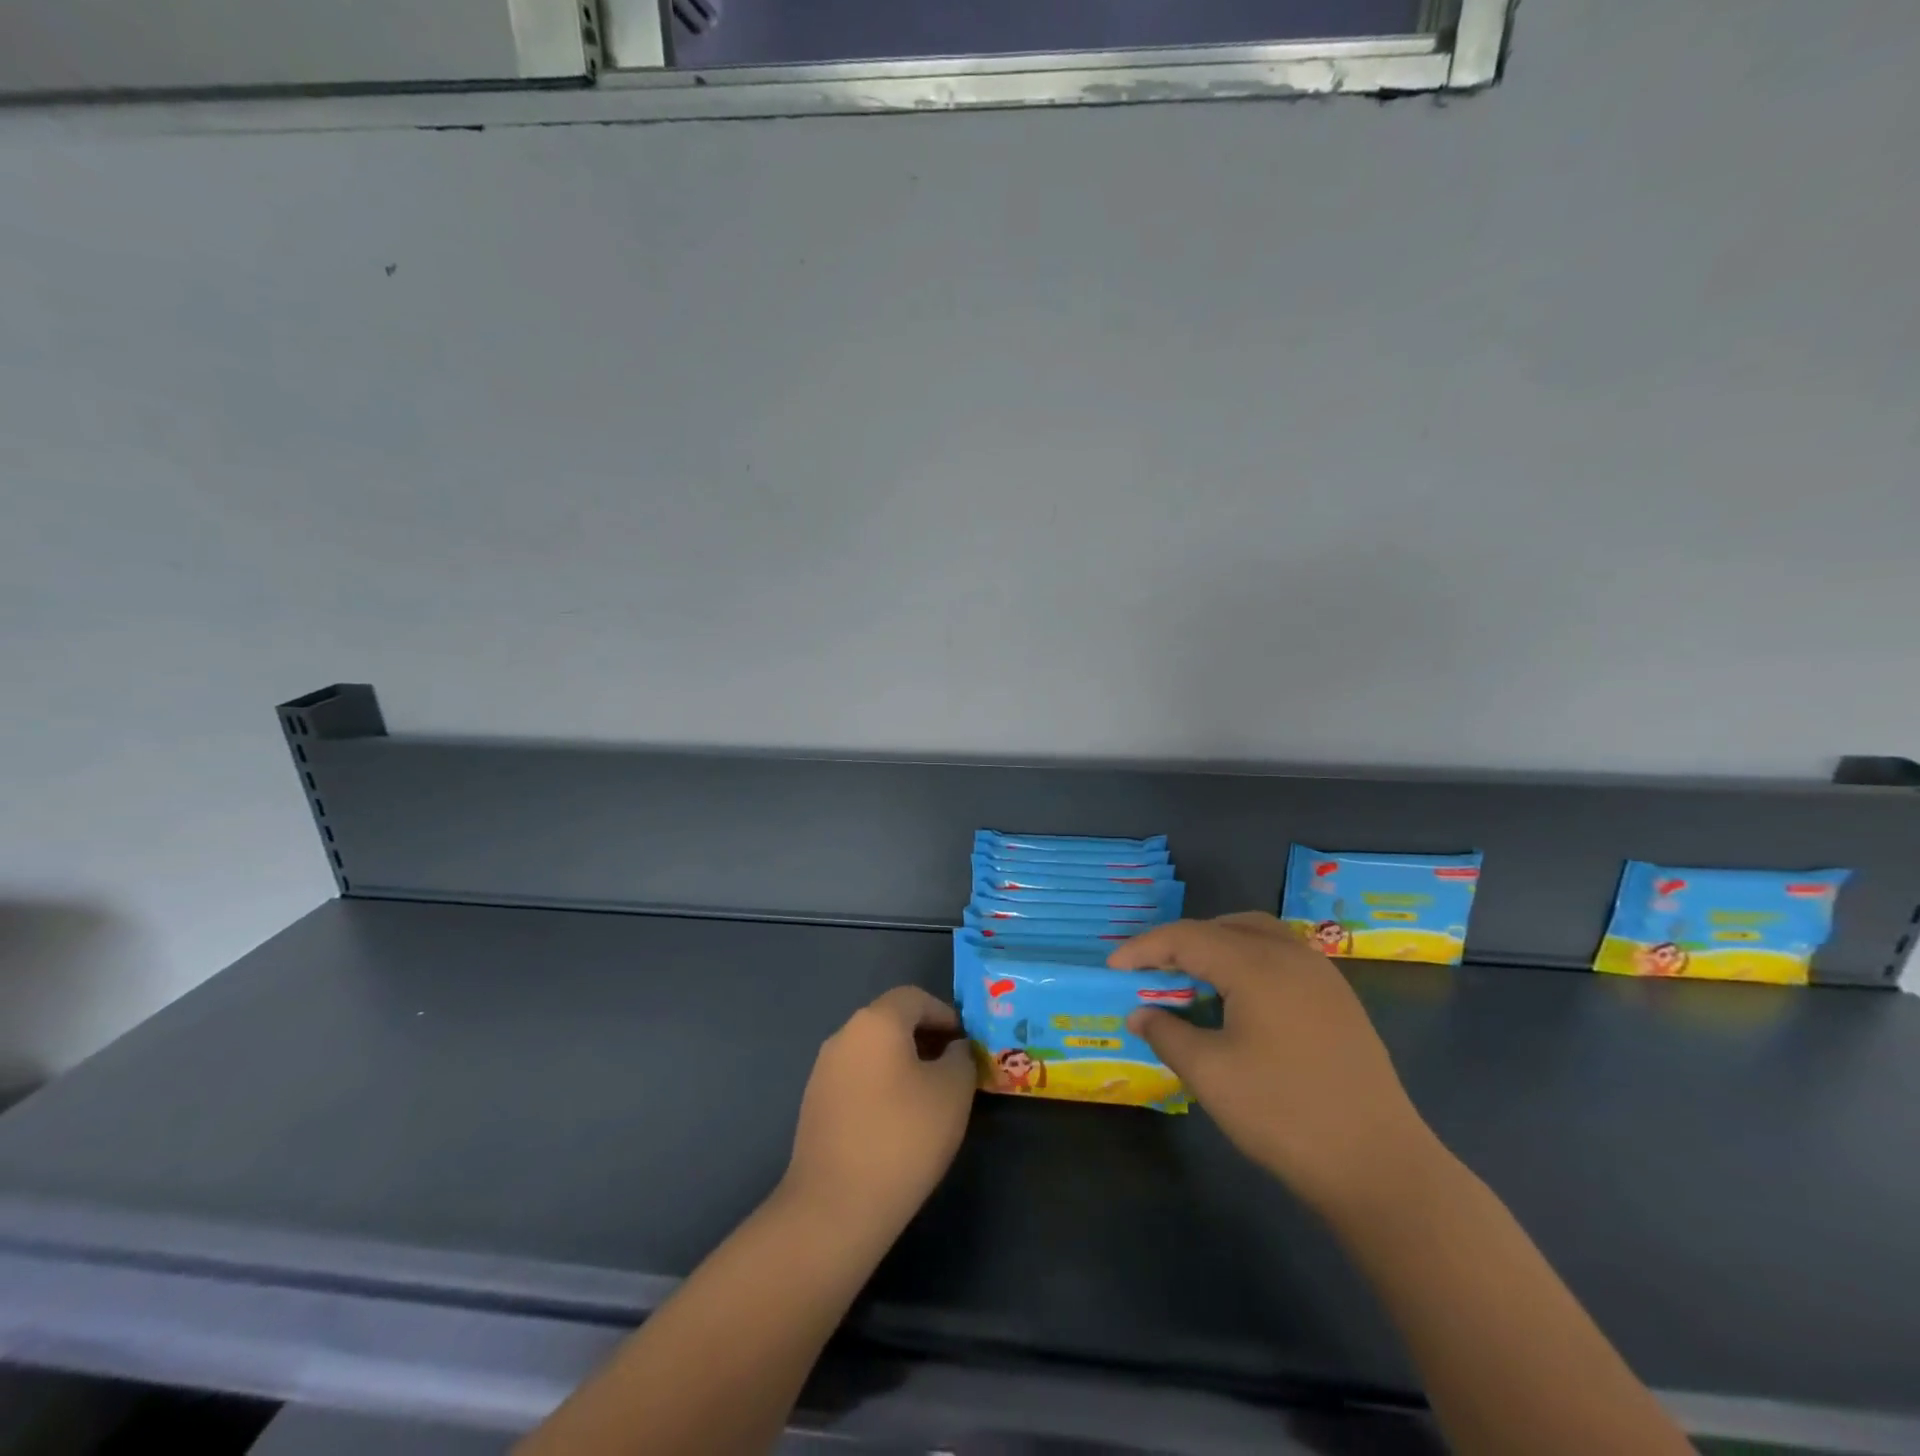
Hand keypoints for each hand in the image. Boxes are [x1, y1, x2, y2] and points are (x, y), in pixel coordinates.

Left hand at [782, 986, 975, 1235]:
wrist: (835, 1206)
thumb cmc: (903, 1137)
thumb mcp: (953, 1092)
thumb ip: (961, 1058)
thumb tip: (954, 1049)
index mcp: (876, 1021)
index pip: (915, 998)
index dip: (946, 1015)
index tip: (967, 1045)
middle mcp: (844, 1035)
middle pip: (891, 1021)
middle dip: (926, 1038)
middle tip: (953, 1071)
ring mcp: (824, 1070)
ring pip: (873, 1051)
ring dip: (903, 1063)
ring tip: (929, 1099)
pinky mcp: (814, 1104)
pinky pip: (857, 1078)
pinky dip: (881, 1086)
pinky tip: (897, 1122)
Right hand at [1110, 914, 1439, 1218]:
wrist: (1380, 1167)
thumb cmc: (1283, 1114)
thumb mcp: (1210, 1074)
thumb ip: (1167, 1033)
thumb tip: (1140, 1014)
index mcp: (1256, 964)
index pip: (1186, 937)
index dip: (1144, 948)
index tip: (1113, 968)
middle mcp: (1291, 955)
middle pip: (1223, 926)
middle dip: (1181, 943)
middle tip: (1151, 972)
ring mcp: (1322, 976)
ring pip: (1257, 936)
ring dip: (1217, 948)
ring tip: (1191, 979)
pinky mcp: (1339, 1001)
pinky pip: (1281, 958)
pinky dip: (1247, 963)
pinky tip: (1238, 1001)